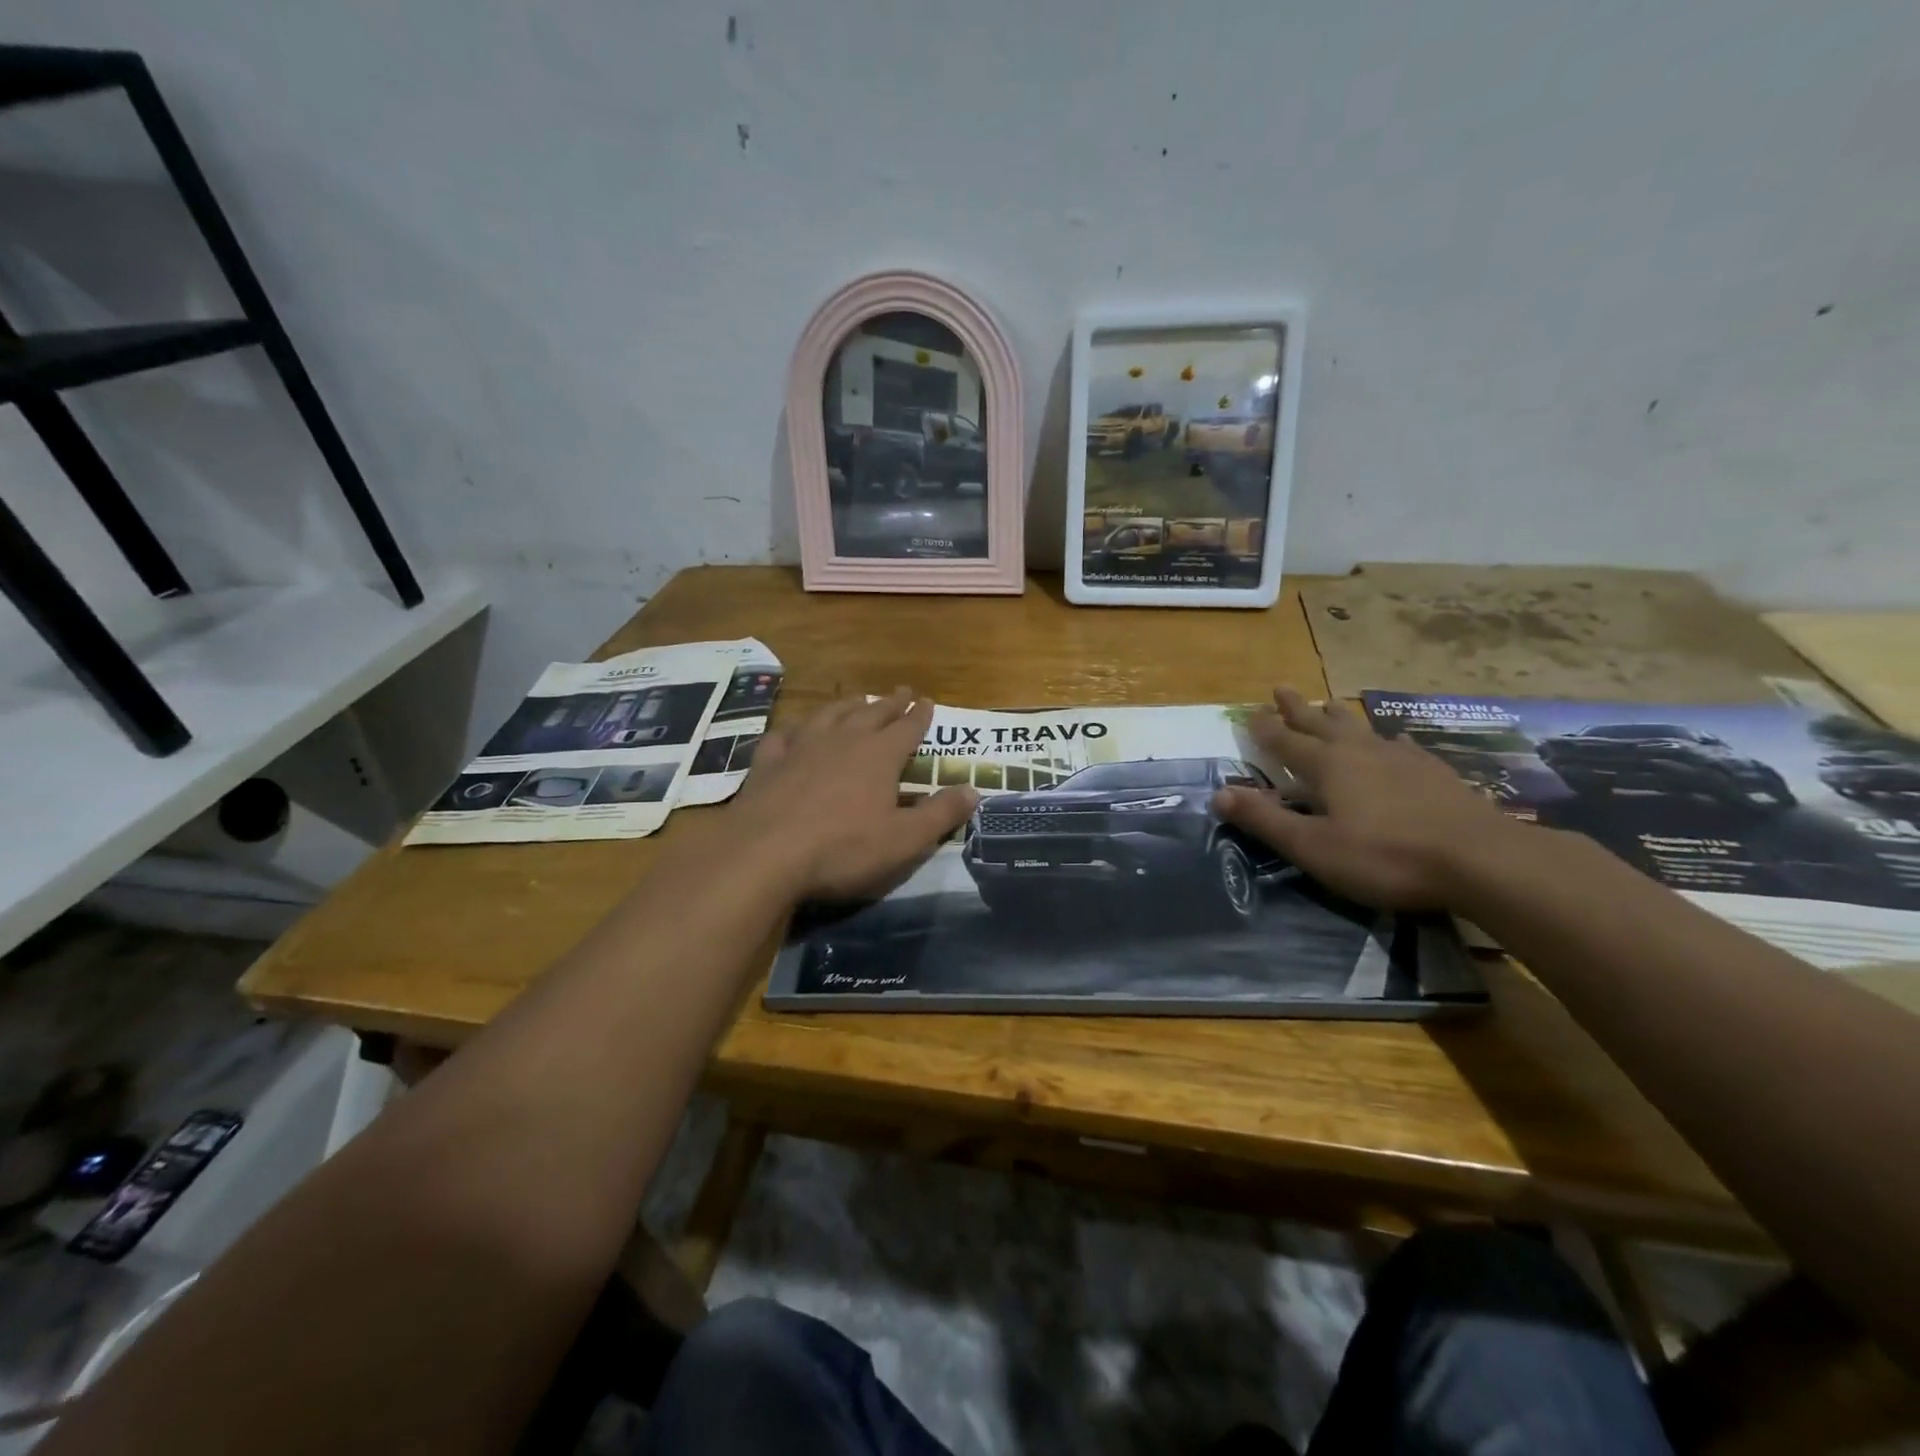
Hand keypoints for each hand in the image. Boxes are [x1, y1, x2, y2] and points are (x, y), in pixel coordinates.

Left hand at [726, 689, 976, 901]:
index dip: (920, 715)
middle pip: (871, 713)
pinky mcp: (768, 763)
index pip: (907, 727)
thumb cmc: (844, 848)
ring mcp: (801, 747)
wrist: (765, 854)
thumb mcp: (904, 840)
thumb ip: (941, 813)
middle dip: (890, 703)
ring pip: (829, 715)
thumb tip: (975, 790)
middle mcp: (843, 740)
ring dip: (847, 705)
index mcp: (879, 755)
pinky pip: (784, 735)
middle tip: (901, 691)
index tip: (927, 701)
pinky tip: (795, 731)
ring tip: (856, 699)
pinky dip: (795, 729)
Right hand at [1212, 687, 1519, 908]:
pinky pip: (1401, 745)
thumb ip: (1265, 820)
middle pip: (1321, 722)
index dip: (1264, 729)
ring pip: (1360, 728)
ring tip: (1328, 703)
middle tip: (1281, 688)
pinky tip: (1395, 740)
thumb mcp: (1313, 846)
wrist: (1481, 858)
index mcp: (1327, 766)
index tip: (1248, 712)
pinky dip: (1388, 739)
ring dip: (1338, 716)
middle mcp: (1360, 751)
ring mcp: (1401, 758)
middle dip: (1297, 708)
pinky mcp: (1434, 771)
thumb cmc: (1385, 856)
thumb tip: (1218, 793)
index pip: (1285, 741)